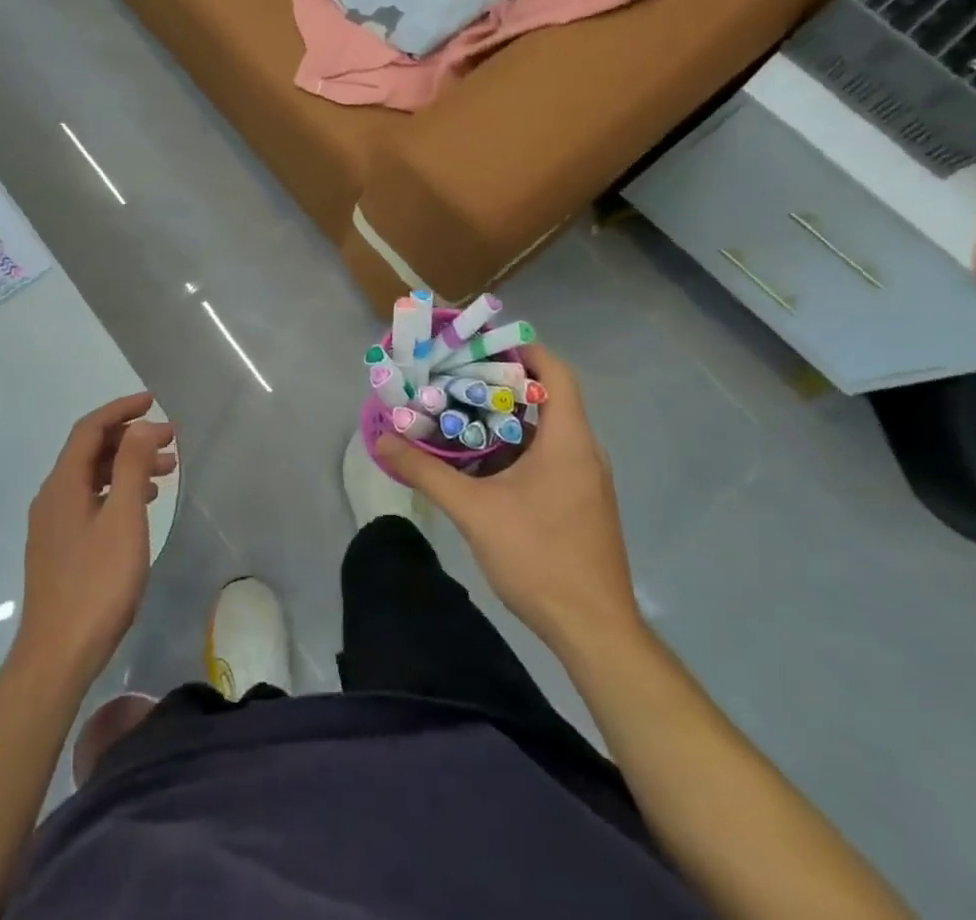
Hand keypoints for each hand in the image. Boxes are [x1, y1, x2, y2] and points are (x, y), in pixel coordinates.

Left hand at [13, 393, 176, 685]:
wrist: (57, 655)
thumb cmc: (96, 583)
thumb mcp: (123, 518)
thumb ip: (131, 466)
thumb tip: (143, 425)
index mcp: (62, 484)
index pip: (89, 429)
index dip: (121, 409)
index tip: (153, 401)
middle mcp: (51, 497)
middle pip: (89, 451)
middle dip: (129, 438)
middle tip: (169, 440)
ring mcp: (52, 525)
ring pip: (91, 478)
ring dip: (126, 466)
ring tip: (165, 472)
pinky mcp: (58, 548)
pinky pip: (89, 501)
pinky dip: (116, 491)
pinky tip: (140, 506)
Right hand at [376, 346, 640, 648]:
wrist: (594, 631)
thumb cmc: (539, 558)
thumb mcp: (474, 512)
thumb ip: (426, 472)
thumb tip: (381, 440)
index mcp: (568, 441)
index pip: (556, 373)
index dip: (523, 350)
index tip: (481, 343)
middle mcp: (584, 452)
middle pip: (549, 397)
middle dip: (503, 382)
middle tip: (457, 376)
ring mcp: (587, 480)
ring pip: (548, 430)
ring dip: (508, 417)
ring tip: (462, 411)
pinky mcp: (582, 503)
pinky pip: (551, 456)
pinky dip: (518, 446)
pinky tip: (483, 462)